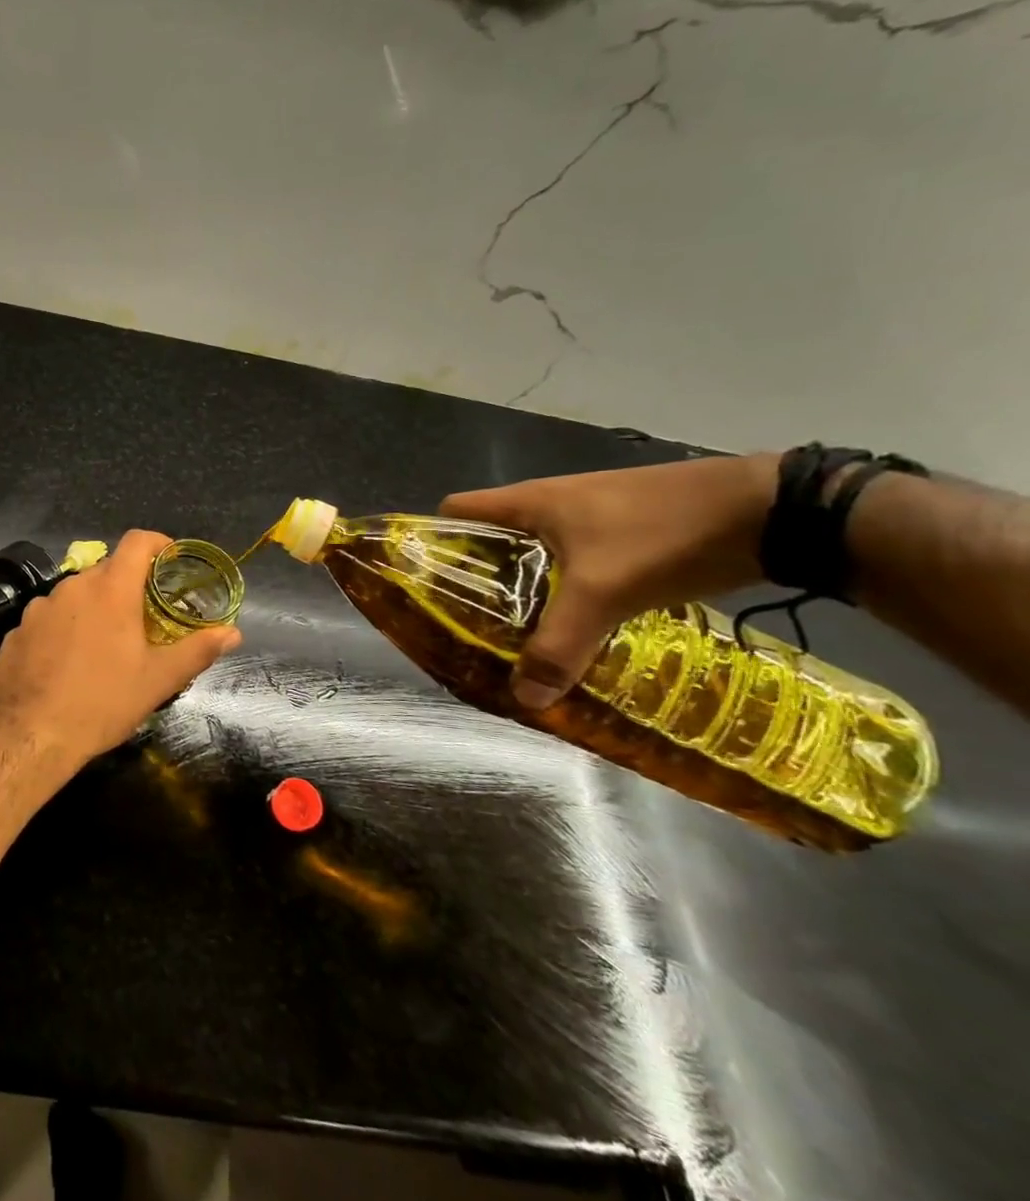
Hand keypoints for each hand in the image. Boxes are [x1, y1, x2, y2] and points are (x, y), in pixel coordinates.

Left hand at [0, 530, 241, 764]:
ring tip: (103, 646)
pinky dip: (63, 629)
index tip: (170, 562)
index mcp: (111, 590)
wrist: (32, 734)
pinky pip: (48, 618)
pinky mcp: (17, 629)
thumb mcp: (158, 680)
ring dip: (93, 609)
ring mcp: (39, 607)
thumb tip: (233, 632)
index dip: (158, 544)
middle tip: (143, 619)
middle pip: (106, 570)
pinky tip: (66, 663)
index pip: (137, 541)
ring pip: (75, 595)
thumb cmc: (103, 702)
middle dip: (127, 587)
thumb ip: (197, 650)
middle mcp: (72, 587)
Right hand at [440, 454, 776, 709]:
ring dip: (524, 587)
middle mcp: (548, 503)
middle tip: (473, 625)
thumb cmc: (662, 534)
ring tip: (520, 632)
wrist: (770, 510)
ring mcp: (588, 515)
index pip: (453, 511)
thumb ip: (559, 645)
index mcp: (527, 502)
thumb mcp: (604, 593)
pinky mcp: (623, 529)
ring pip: (534, 552)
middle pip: (490, 536)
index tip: (429, 586)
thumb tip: (523, 698)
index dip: (434, 542)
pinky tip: (579, 622)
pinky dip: (565, 588)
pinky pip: (572, 560)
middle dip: (478, 578)